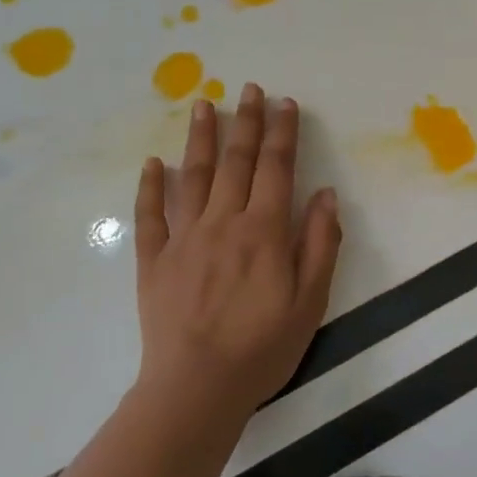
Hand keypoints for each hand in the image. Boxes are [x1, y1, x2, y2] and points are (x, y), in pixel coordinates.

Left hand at [133, 84, 341, 423]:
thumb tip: (325, 195)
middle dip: (245, 121)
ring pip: (193, 176)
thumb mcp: (310, 302)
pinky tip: (153, 163)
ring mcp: (184, 238)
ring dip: (199, 138)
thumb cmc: (262, 348)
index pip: (277, 168)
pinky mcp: (153, 259)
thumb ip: (319, 244)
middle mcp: (223, 222)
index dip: (283, 133)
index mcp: (264, 231)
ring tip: (202, 104)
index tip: (285, 103)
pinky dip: (151, 186)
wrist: (196, 389)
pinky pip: (150, 215)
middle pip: (236, 162)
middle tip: (248, 88)